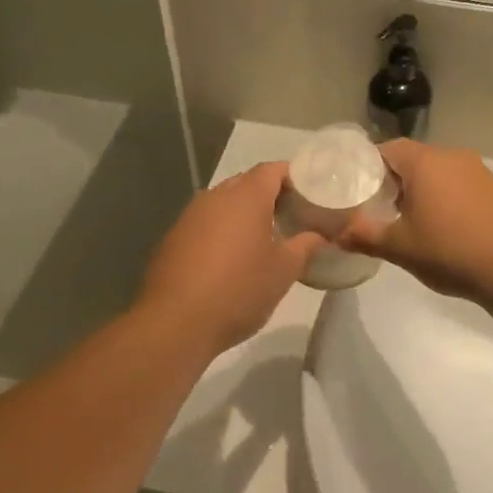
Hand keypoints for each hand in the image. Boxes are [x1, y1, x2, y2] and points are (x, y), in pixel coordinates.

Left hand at [139, 162, 324, 355]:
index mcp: (245, 197)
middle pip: (246, 182)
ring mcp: (189, 217)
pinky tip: (231, 258)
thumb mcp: (283, 271)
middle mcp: (214, 197)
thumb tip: (319, 236)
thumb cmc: (239, 290)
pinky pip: (205, 223)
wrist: (175, 323)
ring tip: (263, 237)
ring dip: (243, 213)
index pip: (272, 169)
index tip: (309, 193)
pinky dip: (222, 230)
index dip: (293, 175)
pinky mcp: (173, 239)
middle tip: (291, 215)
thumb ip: (305, 246)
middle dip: (269, 194)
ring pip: (223, 203)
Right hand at [341, 140, 492, 302]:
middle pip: (413, 158)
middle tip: (380, 207)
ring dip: (423, 189)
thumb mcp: (400, 247)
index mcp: (424, 162)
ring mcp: (478, 170)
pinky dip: (447, 196)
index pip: (387, 149)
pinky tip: (445, 225)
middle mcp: (452, 156)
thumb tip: (336, 235)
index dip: (368, 167)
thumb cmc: (449, 252)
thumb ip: (364, 236)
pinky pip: (460, 183)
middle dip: (395, 180)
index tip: (358, 190)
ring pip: (439, 170)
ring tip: (411, 219)